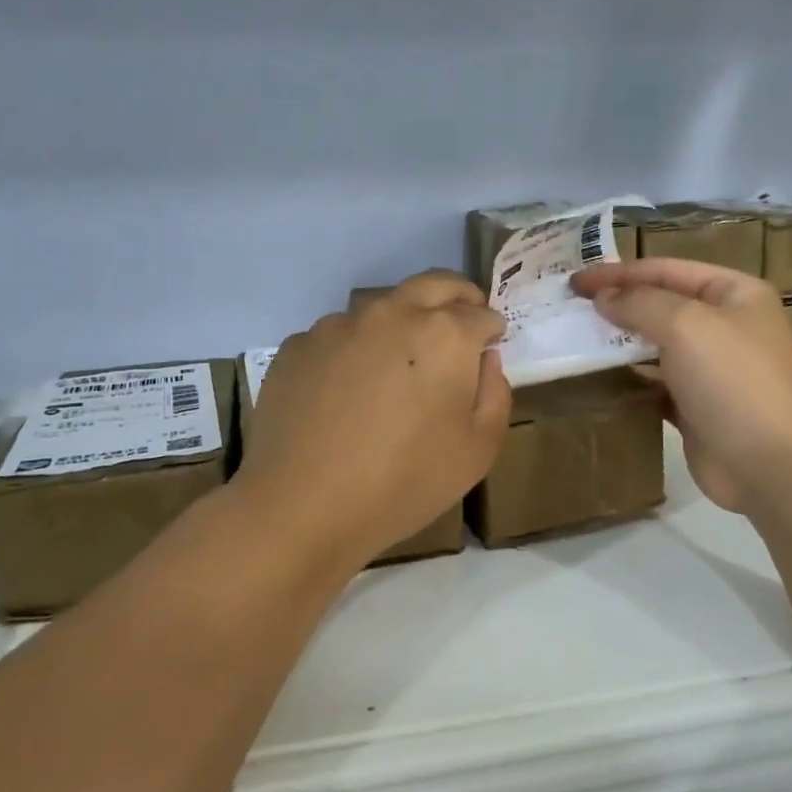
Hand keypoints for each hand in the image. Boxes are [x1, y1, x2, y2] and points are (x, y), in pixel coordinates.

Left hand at [237, 272, 510, 565]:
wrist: (302, 506)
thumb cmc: (404, 483)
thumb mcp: (477, 451)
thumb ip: (495, 394)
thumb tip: (484, 360)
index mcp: (443, 334)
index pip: (481, 314)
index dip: (492, 330)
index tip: (491, 345)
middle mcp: (390, 313)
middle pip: (434, 285)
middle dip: (456, 298)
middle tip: (460, 325)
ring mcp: (337, 325)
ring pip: (381, 309)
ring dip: (399, 325)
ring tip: (394, 370)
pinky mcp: (297, 346)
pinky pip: (337, 338)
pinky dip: (352, 352)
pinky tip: (344, 394)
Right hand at [572, 259, 791, 513]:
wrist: (771, 465)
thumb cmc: (733, 381)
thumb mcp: (686, 325)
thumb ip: (640, 303)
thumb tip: (603, 297)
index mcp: (734, 293)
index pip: (666, 269)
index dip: (618, 272)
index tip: (574, 282)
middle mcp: (725, 325)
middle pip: (660, 304)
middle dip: (616, 304)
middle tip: (569, 309)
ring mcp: (711, 368)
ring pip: (655, 345)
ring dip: (618, 342)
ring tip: (575, 340)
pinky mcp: (696, 406)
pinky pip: (654, 383)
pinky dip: (628, 379)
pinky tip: (598, 379)